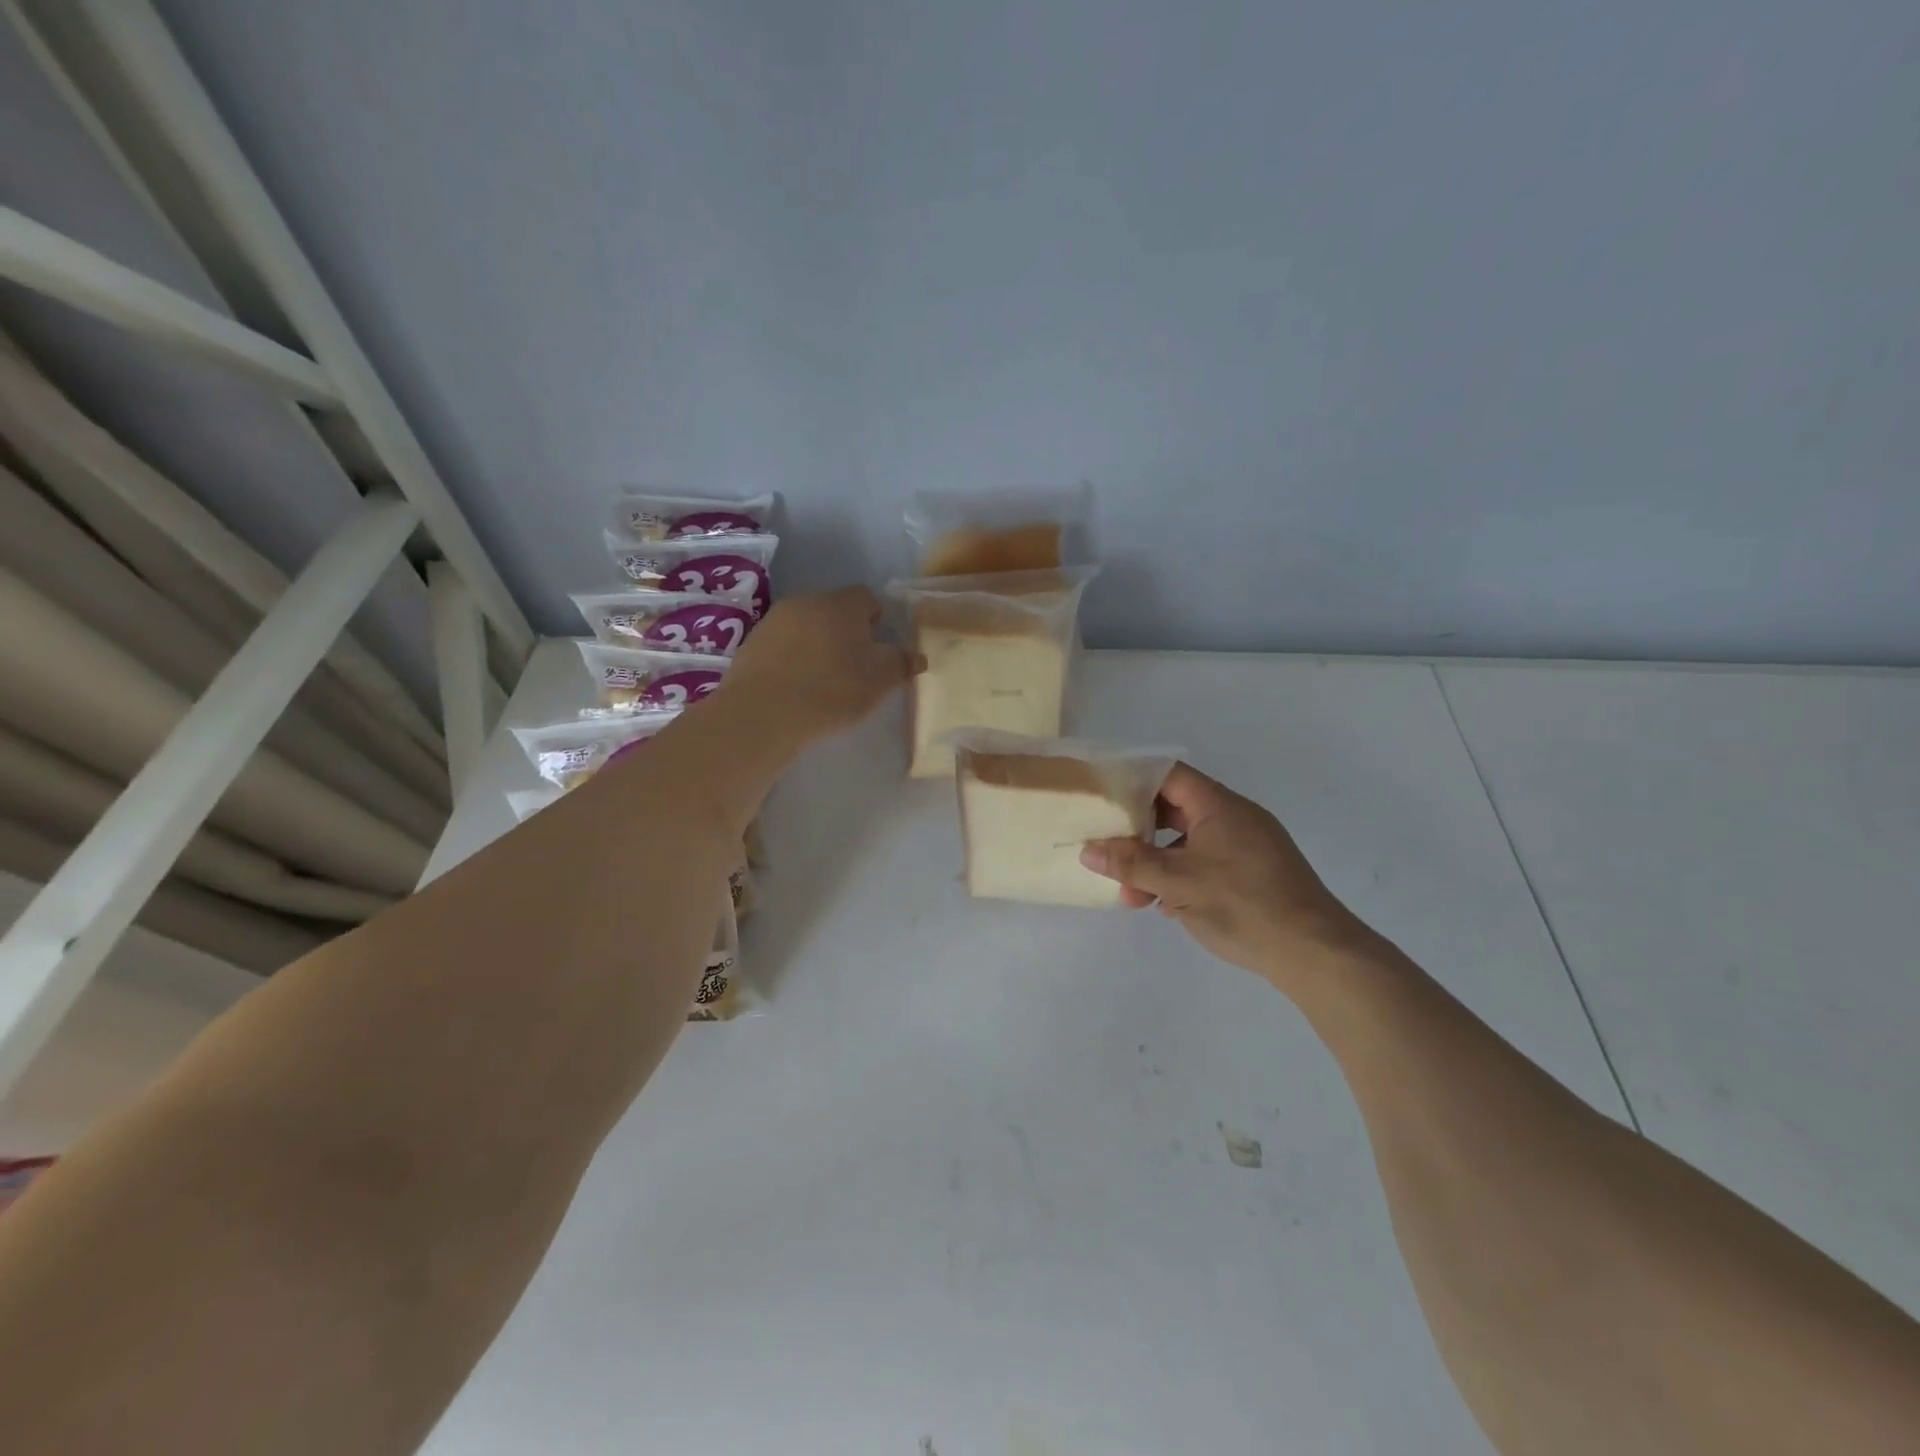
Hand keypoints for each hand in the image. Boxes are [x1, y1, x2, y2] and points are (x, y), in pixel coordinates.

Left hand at [723, 587, 915, 742]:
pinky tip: (794, 688)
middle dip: (845, 633)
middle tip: (853, 669)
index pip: (867, 598)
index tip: (877, 651)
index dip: (876, 622)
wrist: (763, 713)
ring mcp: (774, 621)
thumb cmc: (832, 691)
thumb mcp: (880, 682)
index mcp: (842, 604)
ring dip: (816, 646)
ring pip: (806, 627)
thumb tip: (917, 656)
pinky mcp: (751, 644)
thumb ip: (902, 664)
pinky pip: (781, 646)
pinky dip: (791, 660)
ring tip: (821, 682)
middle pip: (834, 611)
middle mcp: (806, 602)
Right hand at [1080, 763, 1377, 985]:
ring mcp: (1245, 846)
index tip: (1100, 797)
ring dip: (1156, 862)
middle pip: (1174, 808)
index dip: (1132, 780)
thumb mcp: (1178, 883)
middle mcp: (1234, 817)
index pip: (1167, 775)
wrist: (1315, 952)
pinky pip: (1205, 862)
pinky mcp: (1252, 874)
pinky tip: (1165, 905)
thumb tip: (1088, 849)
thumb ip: (1131, 863)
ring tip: (1132, 894)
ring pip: (1187, 842)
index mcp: (1218, 805)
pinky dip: (1181, 876)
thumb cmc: (1243, 905)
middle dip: (1138, 831)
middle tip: (1109, 849)